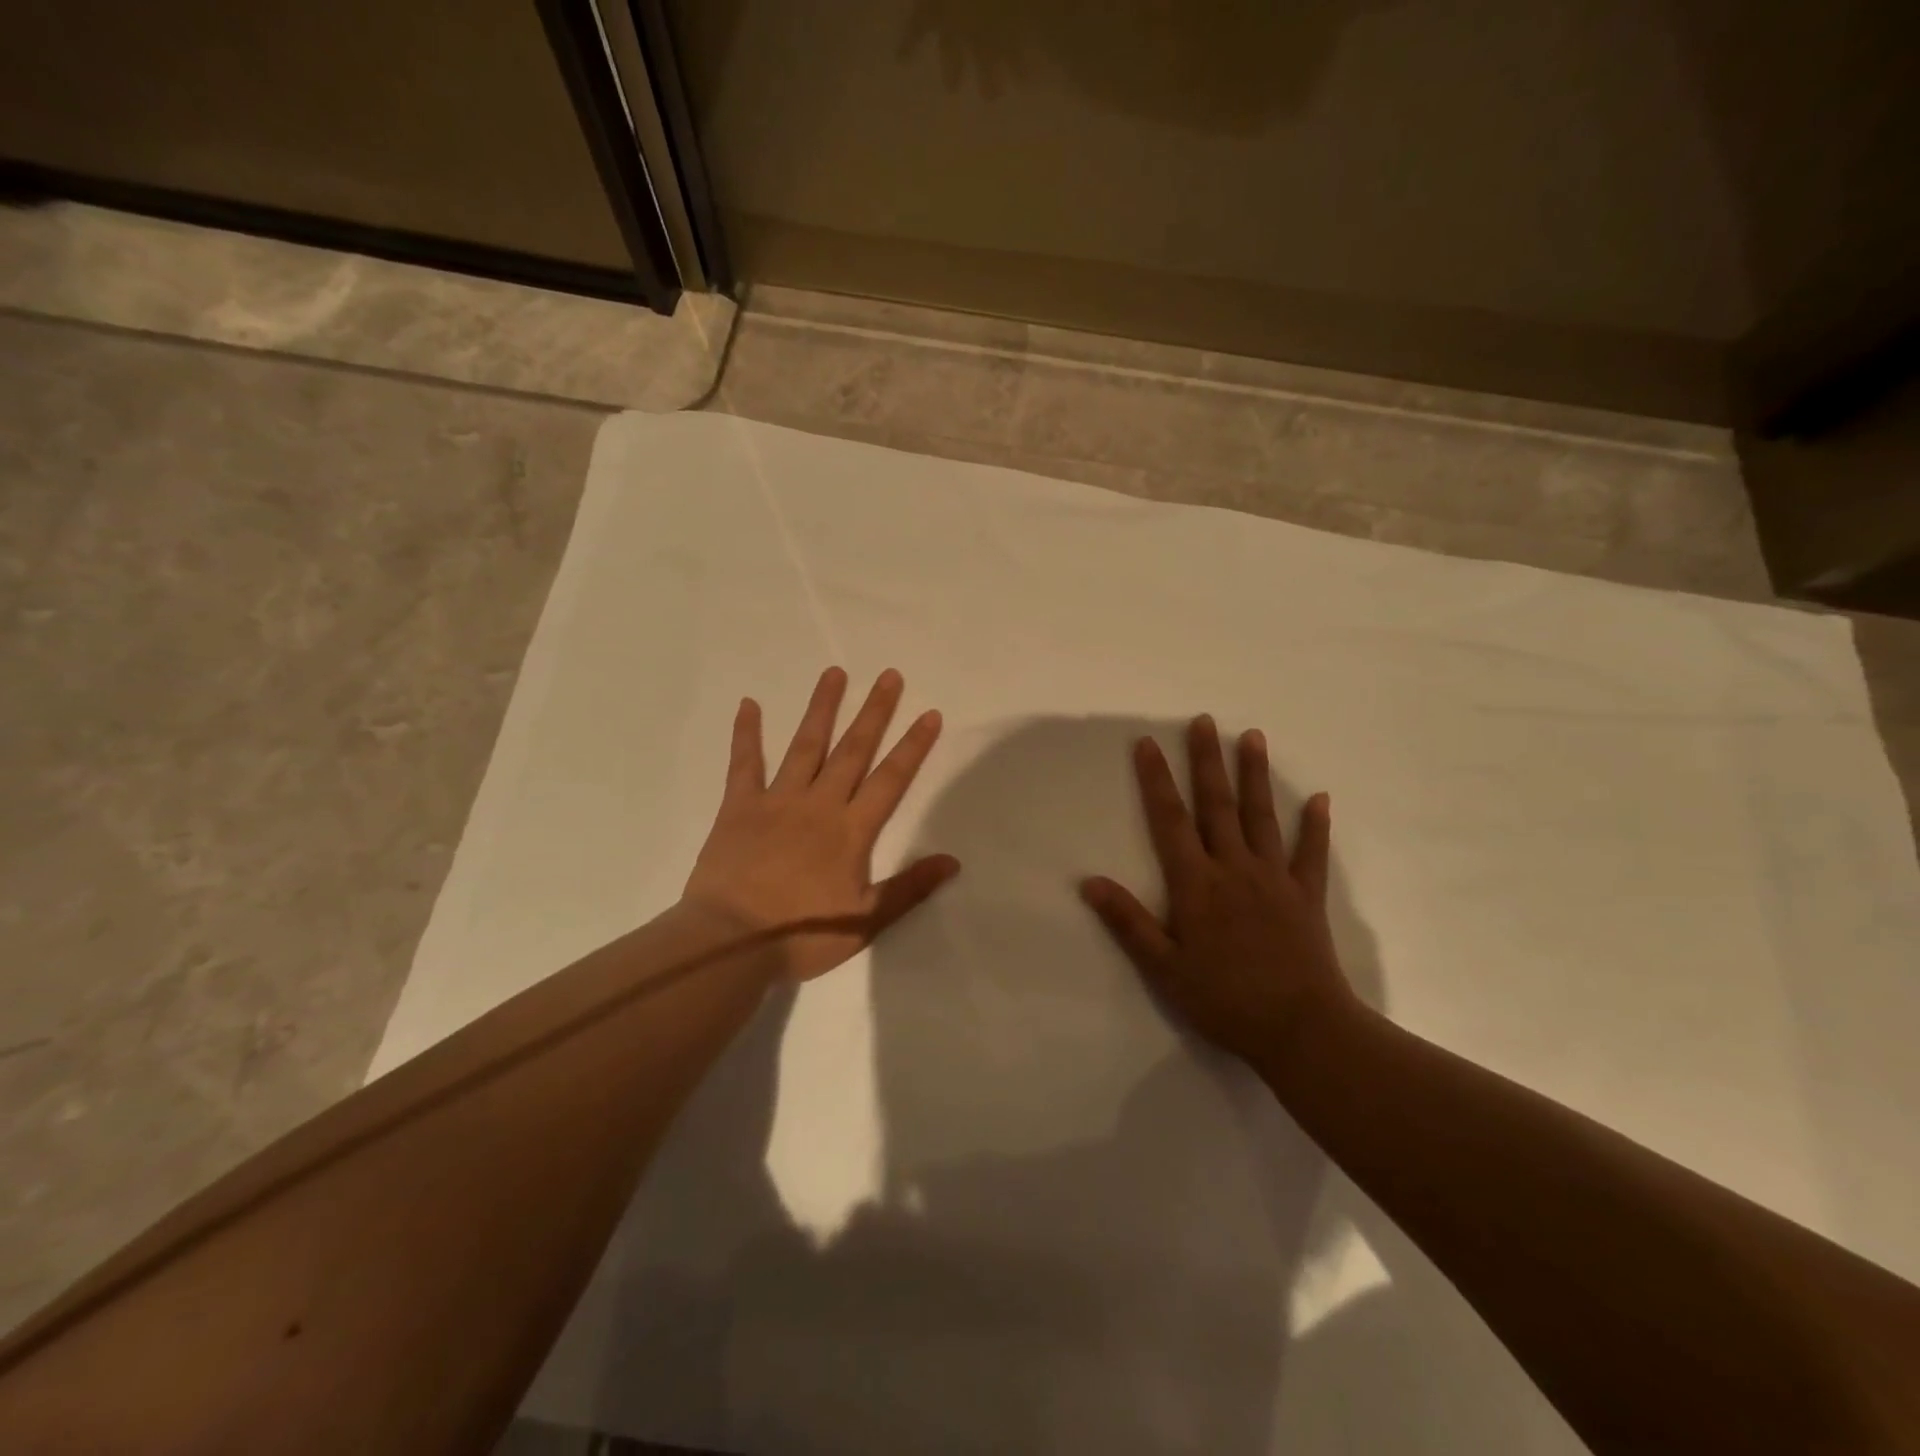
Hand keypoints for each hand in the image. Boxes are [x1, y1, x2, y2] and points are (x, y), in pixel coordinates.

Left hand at [683, 667, 959, 981]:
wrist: (730, 944)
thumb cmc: (802, 936)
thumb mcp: (865, 921)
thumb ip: (909, 888)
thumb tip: (952, 861)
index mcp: (851, 830)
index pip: (890, 779)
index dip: (912, 746)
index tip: (929, 714)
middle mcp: (818, 804)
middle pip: (852, 750)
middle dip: (874, 712)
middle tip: (888, 676)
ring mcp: (777, 801)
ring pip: (805, 746)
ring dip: (821, 709)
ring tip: (835, 673)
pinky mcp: (739, 807)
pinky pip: (744, 764)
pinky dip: (746, 734)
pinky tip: (748, 704)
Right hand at [1080, 715, 1357, 1067]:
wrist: (1301, 1029)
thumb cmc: (1224, 1000)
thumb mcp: (1164, 968)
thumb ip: (1128, 922)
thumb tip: (1089, 882)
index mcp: (1197, 884)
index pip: (1170, 821)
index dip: (1156, 780)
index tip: (1147, 743)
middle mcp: (1235, 868)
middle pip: (1217, 805)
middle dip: (1207, 761)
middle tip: (1204, 721)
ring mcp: (1275, 879)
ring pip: (1262, 817)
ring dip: (1255, 776)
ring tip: (1252, 737)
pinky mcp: (1307, 896)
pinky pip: (1311, 853)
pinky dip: (1315, 825)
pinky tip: (1320, 798)